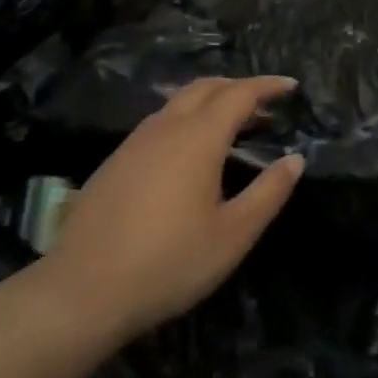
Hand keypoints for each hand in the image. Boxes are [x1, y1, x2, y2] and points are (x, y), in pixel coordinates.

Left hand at [29, 76, 304, 346]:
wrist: (82, 292)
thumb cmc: (169, 263)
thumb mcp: (233, 235)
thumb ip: (268, 192)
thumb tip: (295, 160)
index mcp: (198, 138)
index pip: (239, 94)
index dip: (268, 86)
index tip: (291, 86)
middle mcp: (165, 128)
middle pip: (205, 87)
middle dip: (238, 86)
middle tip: (265, 103)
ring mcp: (134, 143)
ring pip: (177, 102)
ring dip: (210, 101)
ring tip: (232, 124)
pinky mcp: (114, 162)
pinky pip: (159, 123)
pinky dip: (185, 119)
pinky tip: (189, 152)